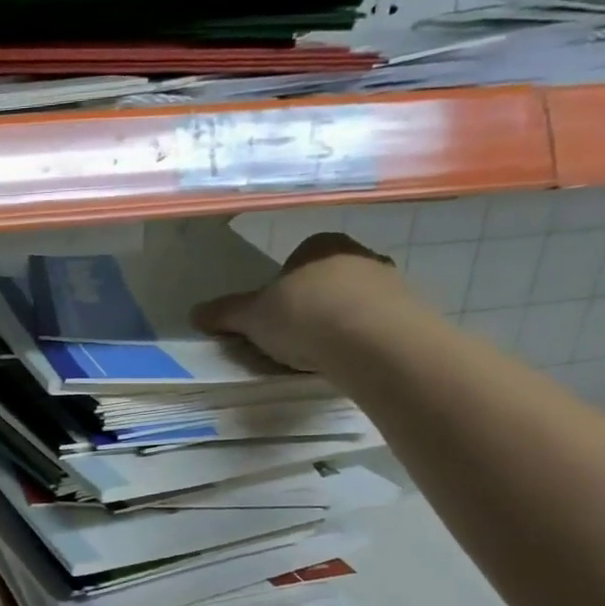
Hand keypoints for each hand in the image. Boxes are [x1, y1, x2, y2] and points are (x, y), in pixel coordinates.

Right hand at [192, 231, 405, 371]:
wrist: (376, 343)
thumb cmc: (306, 316)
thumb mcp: (253, 317)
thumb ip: (226, 313)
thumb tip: (194, 312)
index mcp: (319, 245)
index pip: (294, 262)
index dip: (279, 289)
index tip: (270, 317)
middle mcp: (358, 255)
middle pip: (324, 281)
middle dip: (309, 305)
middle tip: (291, 337)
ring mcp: (390, 283)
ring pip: (352, 302)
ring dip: (336, 323)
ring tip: (318, 353)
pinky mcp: (410, 314)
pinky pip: (375, 325)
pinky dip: (359, 340)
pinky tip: (346, 360)